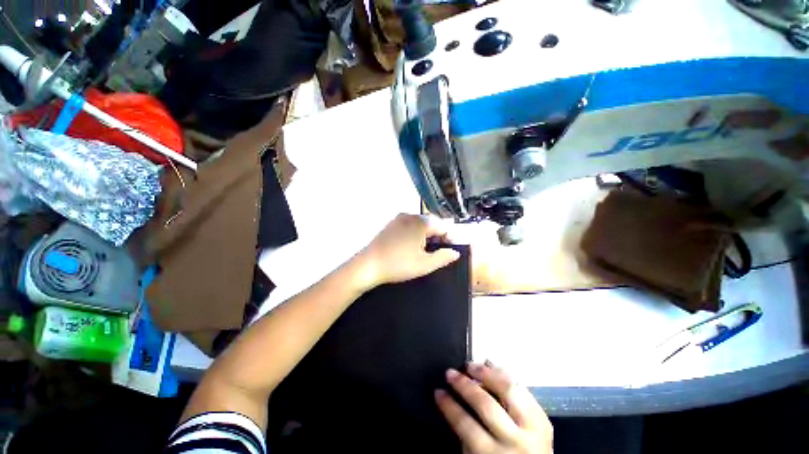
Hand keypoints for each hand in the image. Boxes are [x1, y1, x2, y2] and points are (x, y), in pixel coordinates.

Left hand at [356, 213, 459, 289]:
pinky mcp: (390, 224)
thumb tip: (455, 252)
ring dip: (426, 235)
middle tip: (438, 253)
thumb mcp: (425, 264)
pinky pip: (409, 225)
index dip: (450, 239)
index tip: (450, 251)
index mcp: (421, 222)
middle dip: (438, 236)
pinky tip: (411, 247)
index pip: (444, 226)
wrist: (368, 265)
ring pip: (420, 224)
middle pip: (432, 223)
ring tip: (425, 251)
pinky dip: (415, 234)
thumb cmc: (398, 265)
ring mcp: (399, 219)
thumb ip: (443, 257)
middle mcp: (411, 216)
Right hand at [436, 362, 552, 453]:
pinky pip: (523, 389)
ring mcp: (533, 428)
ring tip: (470, 365)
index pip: (466, 425)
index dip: (449, 406)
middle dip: (464, 385)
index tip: (438, 392)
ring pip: (508, 390)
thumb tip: (455, 401)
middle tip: (451, 373)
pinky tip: (491, 365)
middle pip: (486, 404)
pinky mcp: (543, 418)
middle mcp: (516, 441)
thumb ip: (467, 434)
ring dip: (486, 373)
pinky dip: (505, 374)